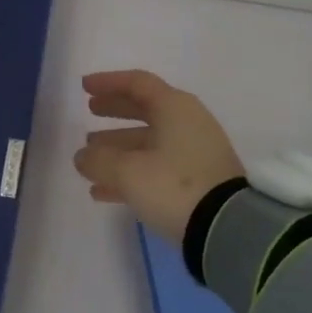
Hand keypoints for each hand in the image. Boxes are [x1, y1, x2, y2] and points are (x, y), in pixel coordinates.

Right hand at [73, 70, 245, 243]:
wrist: (228, 229)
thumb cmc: (174, 186)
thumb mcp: (127, 172)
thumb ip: (99, 160)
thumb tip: (83, 156)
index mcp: (174, 108)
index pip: (137, 83)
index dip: (108, 83)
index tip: (84, 87)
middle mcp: (188, 123)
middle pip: (144, 109)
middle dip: (114, 112)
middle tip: (89, 113)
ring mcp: (195, 153)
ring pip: (149, 142)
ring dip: (118, 147)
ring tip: (89, 160)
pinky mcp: (198, 181)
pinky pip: (157, 167)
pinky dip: (131, 173)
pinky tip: (103, 192)